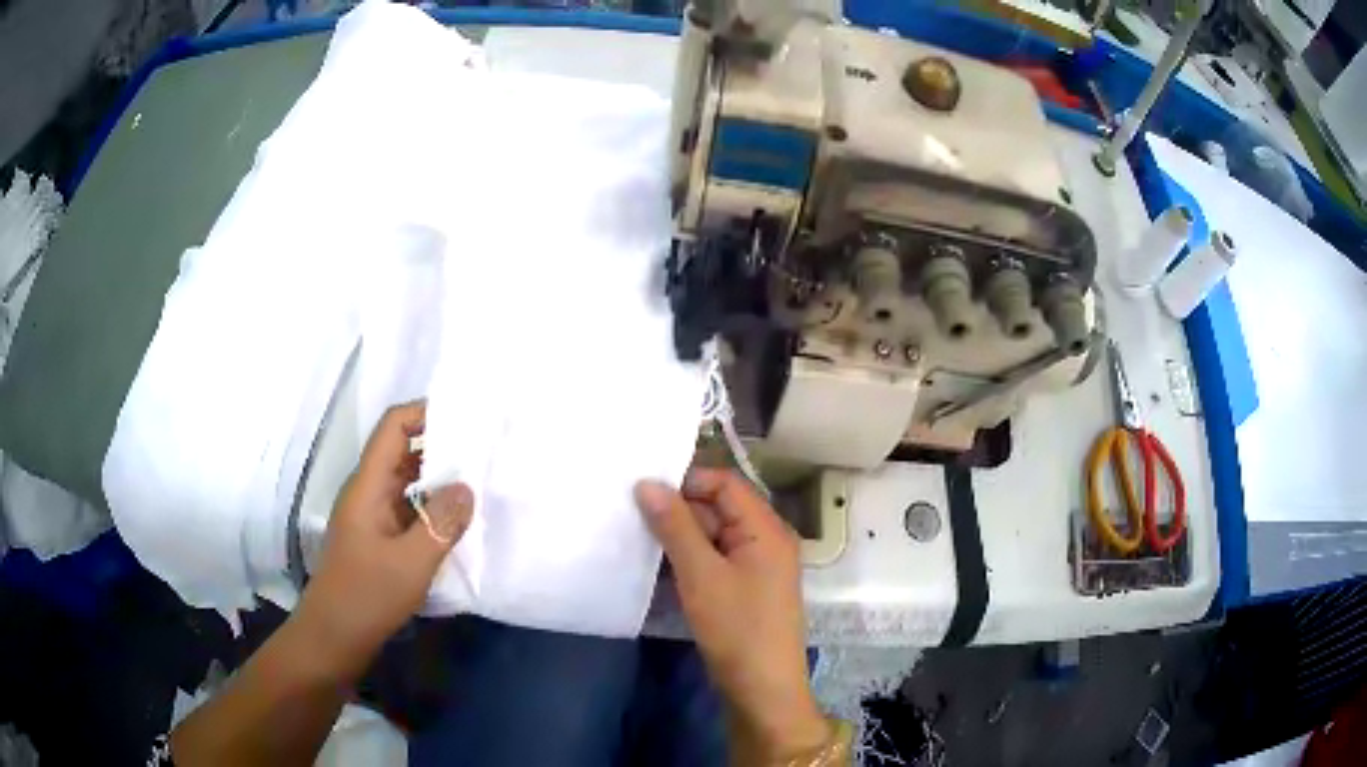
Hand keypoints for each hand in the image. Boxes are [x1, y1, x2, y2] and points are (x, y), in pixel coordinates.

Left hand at [299, 401, 473, 672]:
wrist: (332, 639)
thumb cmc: (365, 597)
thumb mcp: (410, 564)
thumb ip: (441, 524)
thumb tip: (467, 487)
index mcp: (368, 486)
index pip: (393, 428)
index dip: (426, 413)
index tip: (467, 418)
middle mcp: (368, 494)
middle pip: (403, 452)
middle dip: (441, 447)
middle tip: (486, 452)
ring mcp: (373, 519)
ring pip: (408, 485)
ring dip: (439, 483)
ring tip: (481, 486)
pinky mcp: (380, 542)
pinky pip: (410, 513)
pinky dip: (434, 512)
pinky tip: (460, 527)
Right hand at [635, 469, 828, 758]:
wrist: (762, 689)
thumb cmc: (737, 628)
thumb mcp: (701, 574)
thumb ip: (675, 526)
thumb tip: (647, 483)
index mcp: (766, 528)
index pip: (725, 484)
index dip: (686, 480)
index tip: (642, 488)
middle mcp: (766, 540)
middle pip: (719, 508)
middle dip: (678, 509)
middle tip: (630, 514)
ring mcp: (756, 567)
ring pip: (714, 536)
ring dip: (680, 536)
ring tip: (636, 536)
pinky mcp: (744, 589)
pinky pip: (714, 560)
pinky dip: (688, 559)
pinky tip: (656, 565)